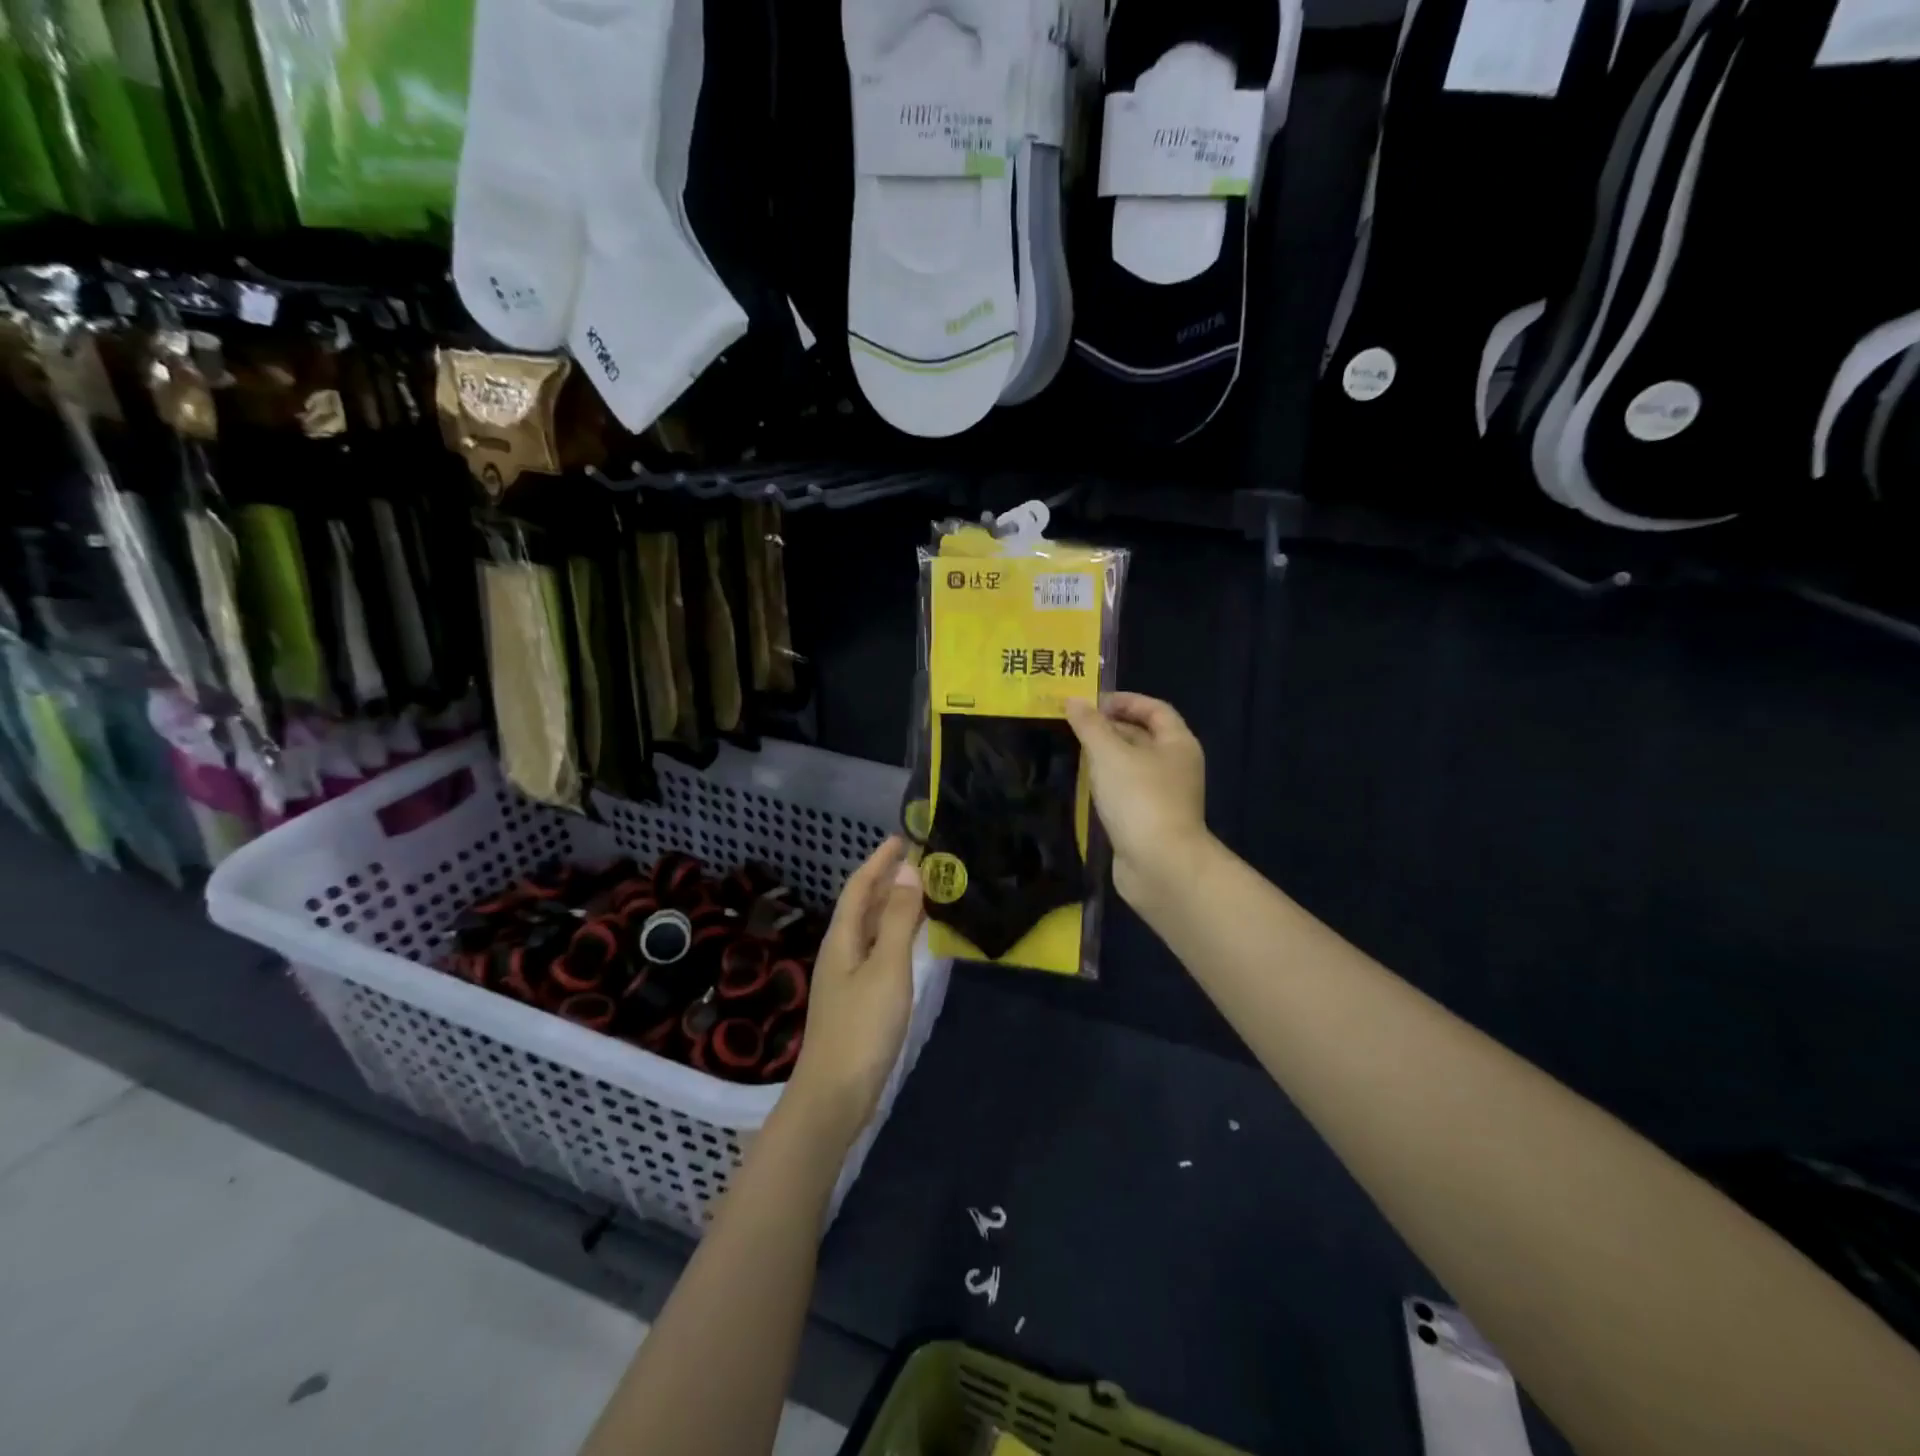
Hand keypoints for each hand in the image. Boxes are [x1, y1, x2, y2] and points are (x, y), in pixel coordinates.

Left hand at [787, 837, 923, 1145]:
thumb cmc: (862, 1027)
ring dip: (893, 906)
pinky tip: (912, 941)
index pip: (859, 886)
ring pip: (871, 928)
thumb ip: (900, 920)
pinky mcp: (857, 999)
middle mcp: (840, 951)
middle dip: (887, 879)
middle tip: (921, 860)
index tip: (902, 838)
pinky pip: (878, 950)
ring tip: (922, 891)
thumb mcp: (887, 968)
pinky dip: (896, 934)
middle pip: (863, 905)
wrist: (834, 1095)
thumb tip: (909, 870)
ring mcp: (847, 977)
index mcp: (842, 938)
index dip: (879, 860)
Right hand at [1065, 693, 1208, 908]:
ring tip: (1073, 751)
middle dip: (1110, 728)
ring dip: (1106, 757)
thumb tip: (1074, 701)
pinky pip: (1127, 792)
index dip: (1125, 701)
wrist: (1159, 864)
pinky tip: (1084, 786)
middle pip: (1144, 736)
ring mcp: (1164, 796)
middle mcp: (1176, 766)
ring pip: (1133, 766)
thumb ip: (1090, 725)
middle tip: (1073, 726)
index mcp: (1178, 743)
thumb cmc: (1139, 798)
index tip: (1091, 702)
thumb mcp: (1109, 753)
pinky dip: (1107, 784)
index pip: (1155, 709)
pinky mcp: (1149, 821)